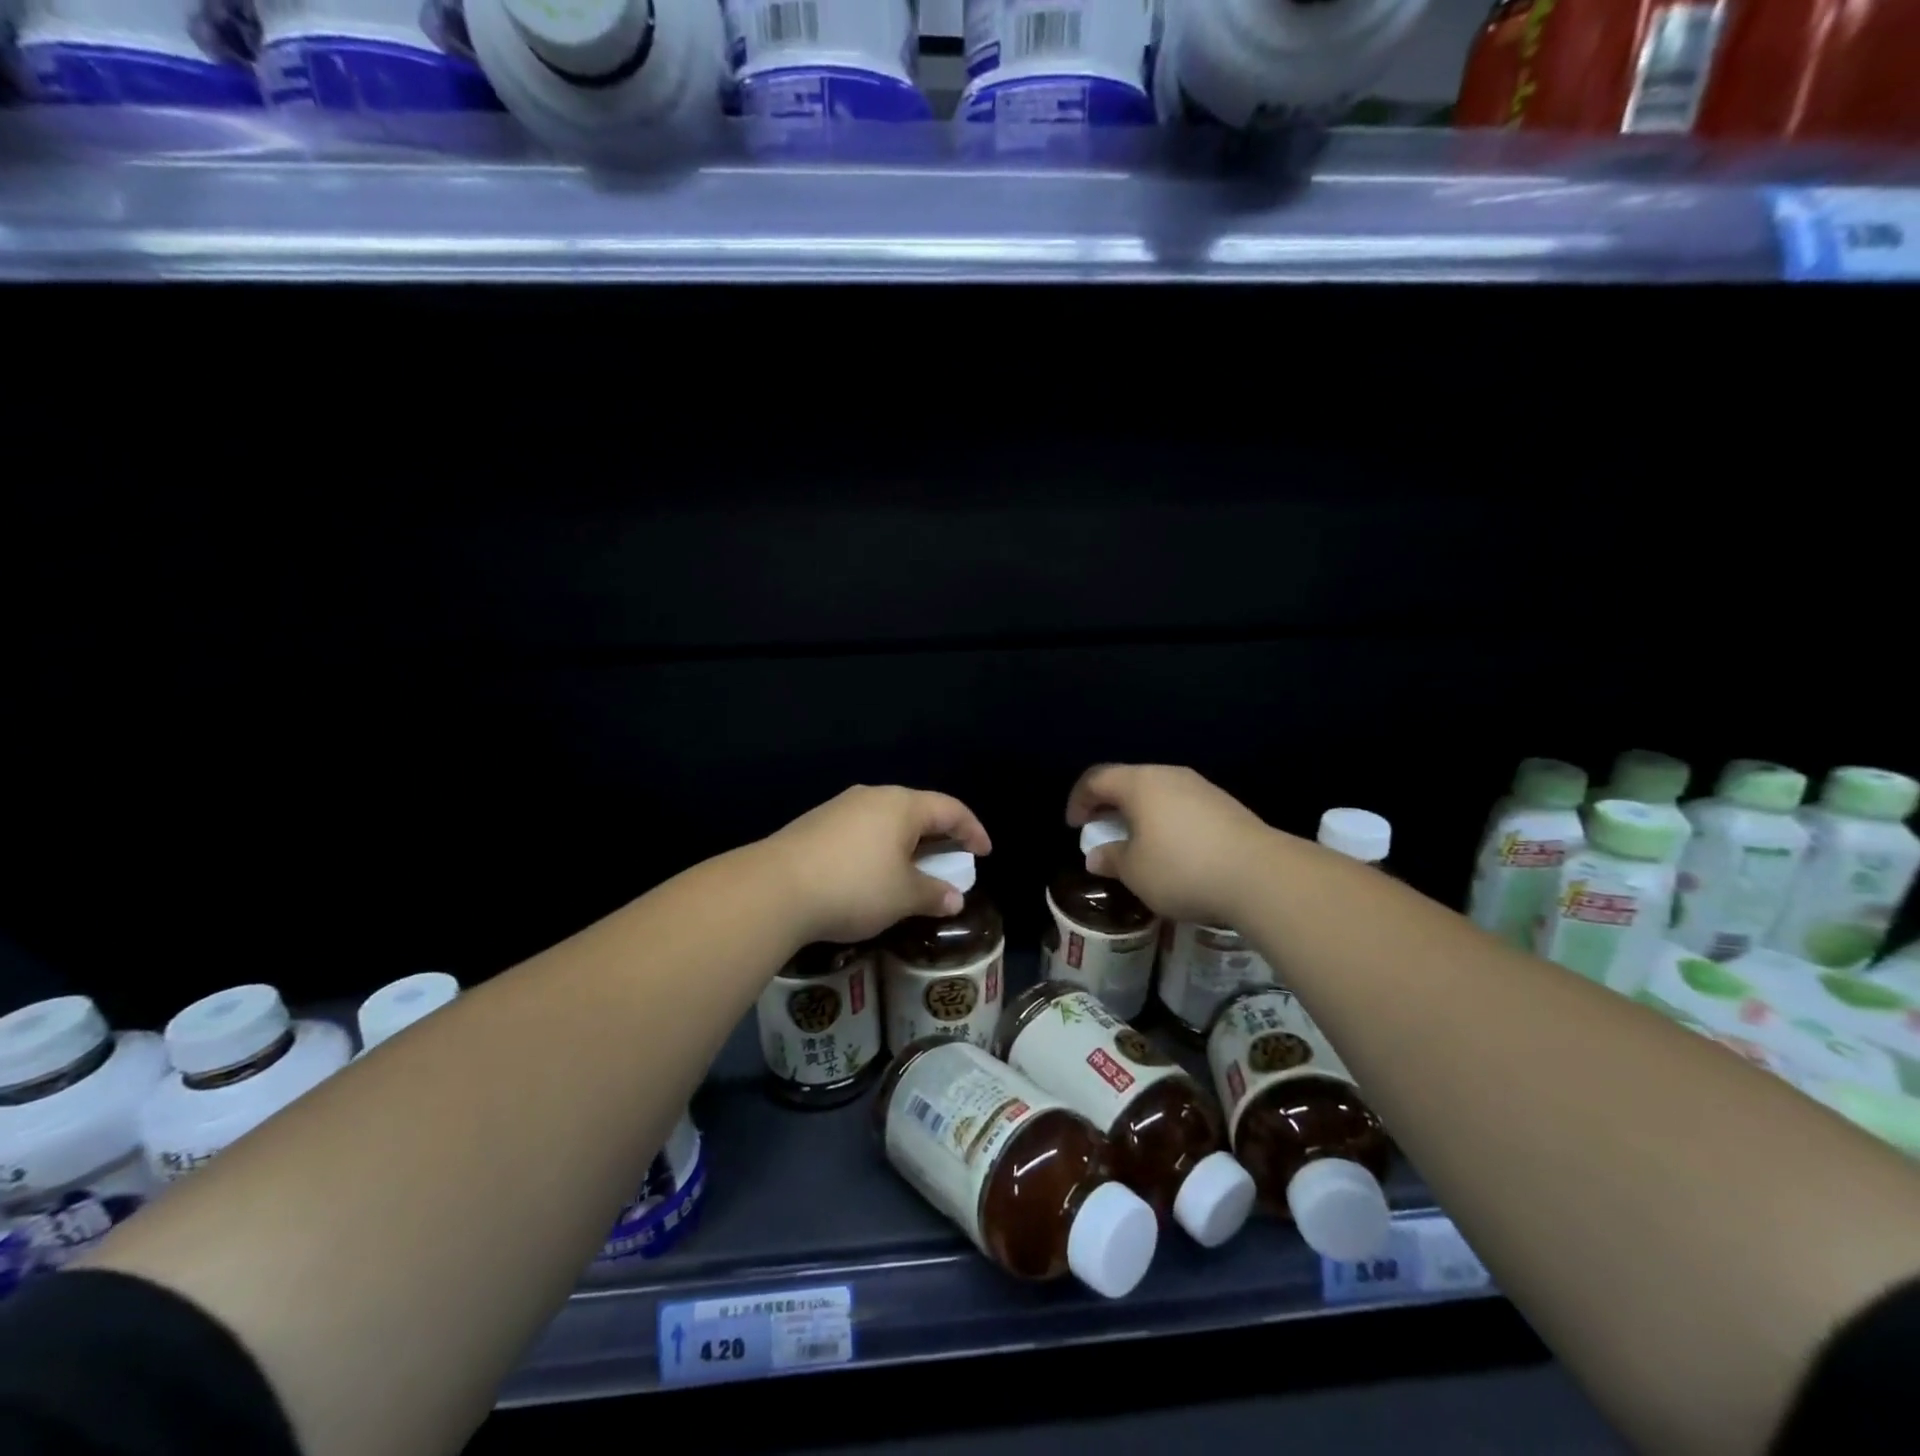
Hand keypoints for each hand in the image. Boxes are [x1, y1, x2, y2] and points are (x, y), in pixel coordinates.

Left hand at [763, 785, 991, 945]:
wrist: (775, 888)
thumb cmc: (855, 887)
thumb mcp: (903, 897)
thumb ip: (933, 894)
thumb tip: (955, 898)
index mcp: (902, 805)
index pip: (950, 809)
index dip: (972, 830)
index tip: (984, 853)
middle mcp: (873, 796)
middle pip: (917, 810)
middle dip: (938, 836)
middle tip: (950, 860)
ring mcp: (840, 807)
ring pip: (886, 820)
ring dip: (906, 843)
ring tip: (911, 870)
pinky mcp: (815, 824)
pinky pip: (861, 830)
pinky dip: (878, 848)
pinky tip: (871, 874)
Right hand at [1066, 764, 1277, 927]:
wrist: (1261, 876)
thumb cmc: (1182, 868)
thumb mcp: (1135, 872)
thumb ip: (1111, 859)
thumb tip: (1097, 856)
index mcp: (1139, 783)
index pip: (1096, 779)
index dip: (1079, 800)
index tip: (1074, 826)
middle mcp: (1169, 775)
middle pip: (1129, 781)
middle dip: (1110, 805)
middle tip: (1102, 831)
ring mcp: (1202, 788)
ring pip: (1158, 793)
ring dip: (1140, 814)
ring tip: (1137, 843)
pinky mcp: (1226, 806)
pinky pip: (1183, 806)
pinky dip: (1167, 822)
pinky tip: (1173, 850)